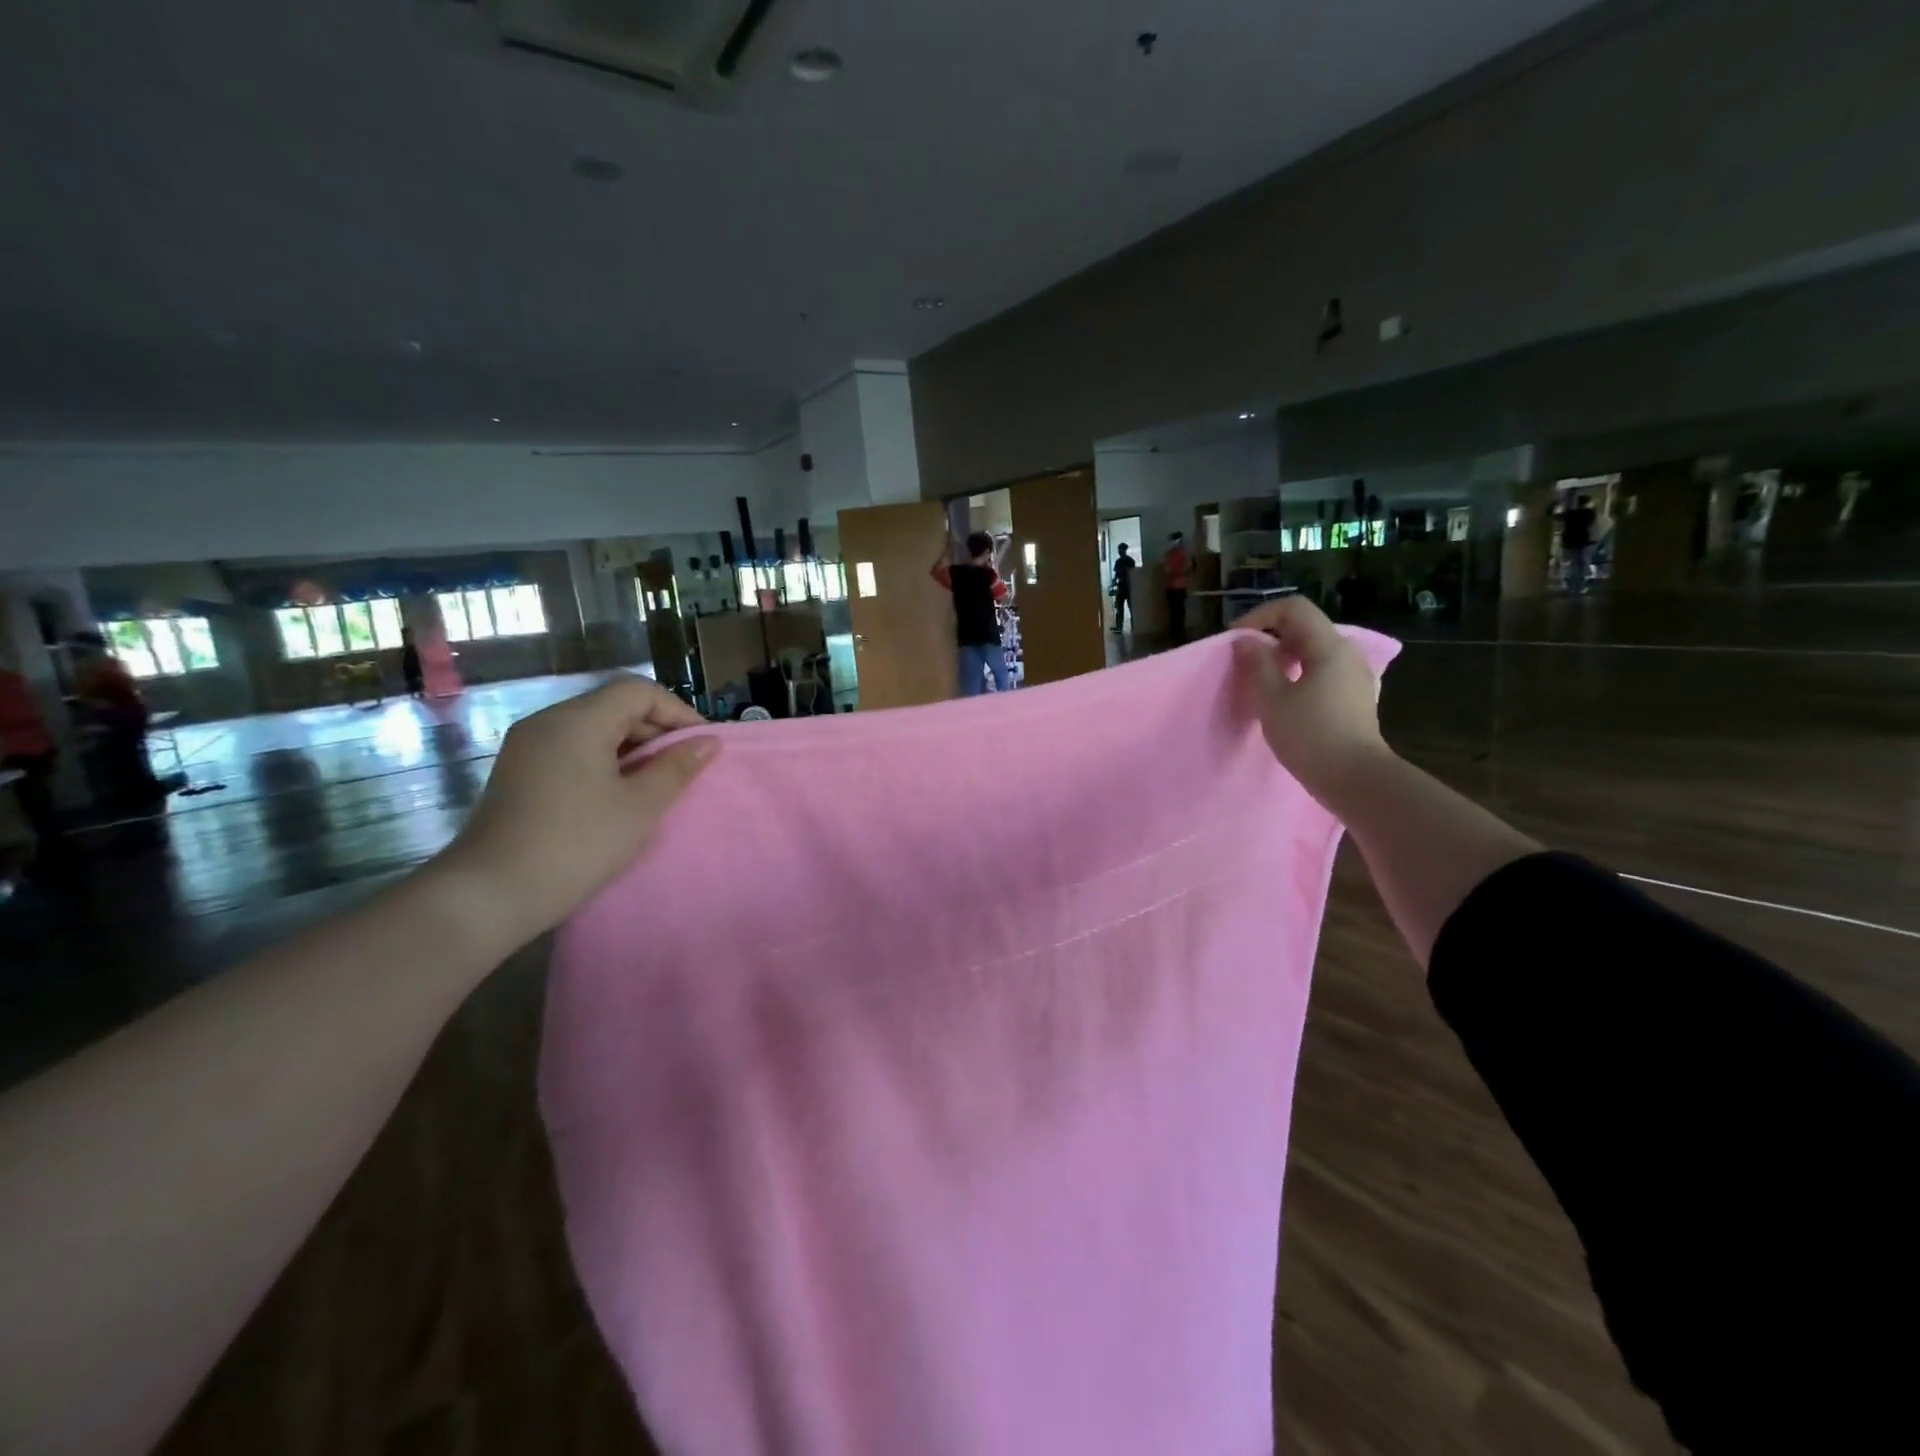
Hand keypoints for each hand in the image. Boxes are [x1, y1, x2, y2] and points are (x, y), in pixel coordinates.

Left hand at [433, 676, 717, 947]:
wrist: (491, 893)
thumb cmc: (577, 843)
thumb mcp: (641, 806)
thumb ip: (677, 768)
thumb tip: (708, 742)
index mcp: (578, 720)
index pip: (638, 691)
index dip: (678, 712)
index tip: (702, 746)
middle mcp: (548, 721)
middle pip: (614, 706)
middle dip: (656, 730)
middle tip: (685, 767)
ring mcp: (528, 746)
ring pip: (593, 729)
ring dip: (632, 748)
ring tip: (657, 783)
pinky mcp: (519, 772)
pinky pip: (572, 749)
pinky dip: (604, 761)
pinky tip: (618, 794)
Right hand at [1232, 596, 1391, 807]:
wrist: (1356, 779)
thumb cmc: (1311, 736)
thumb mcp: (1272, 700)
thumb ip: (1256, 665)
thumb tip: (1245, 642)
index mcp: (1329, 647)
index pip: (1293, 608)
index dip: (1260, 616)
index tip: (1235, 641)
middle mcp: (1346, 654)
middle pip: (1304, 628)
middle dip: (1270, 637)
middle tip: (1243, 662)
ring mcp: (1354, 676)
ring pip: (1312, 651)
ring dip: (1282, 658)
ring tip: (1259, 681)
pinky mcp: (1354, 698)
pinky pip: (1321, 671)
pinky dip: (1297, 674)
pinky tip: (1283, 699)